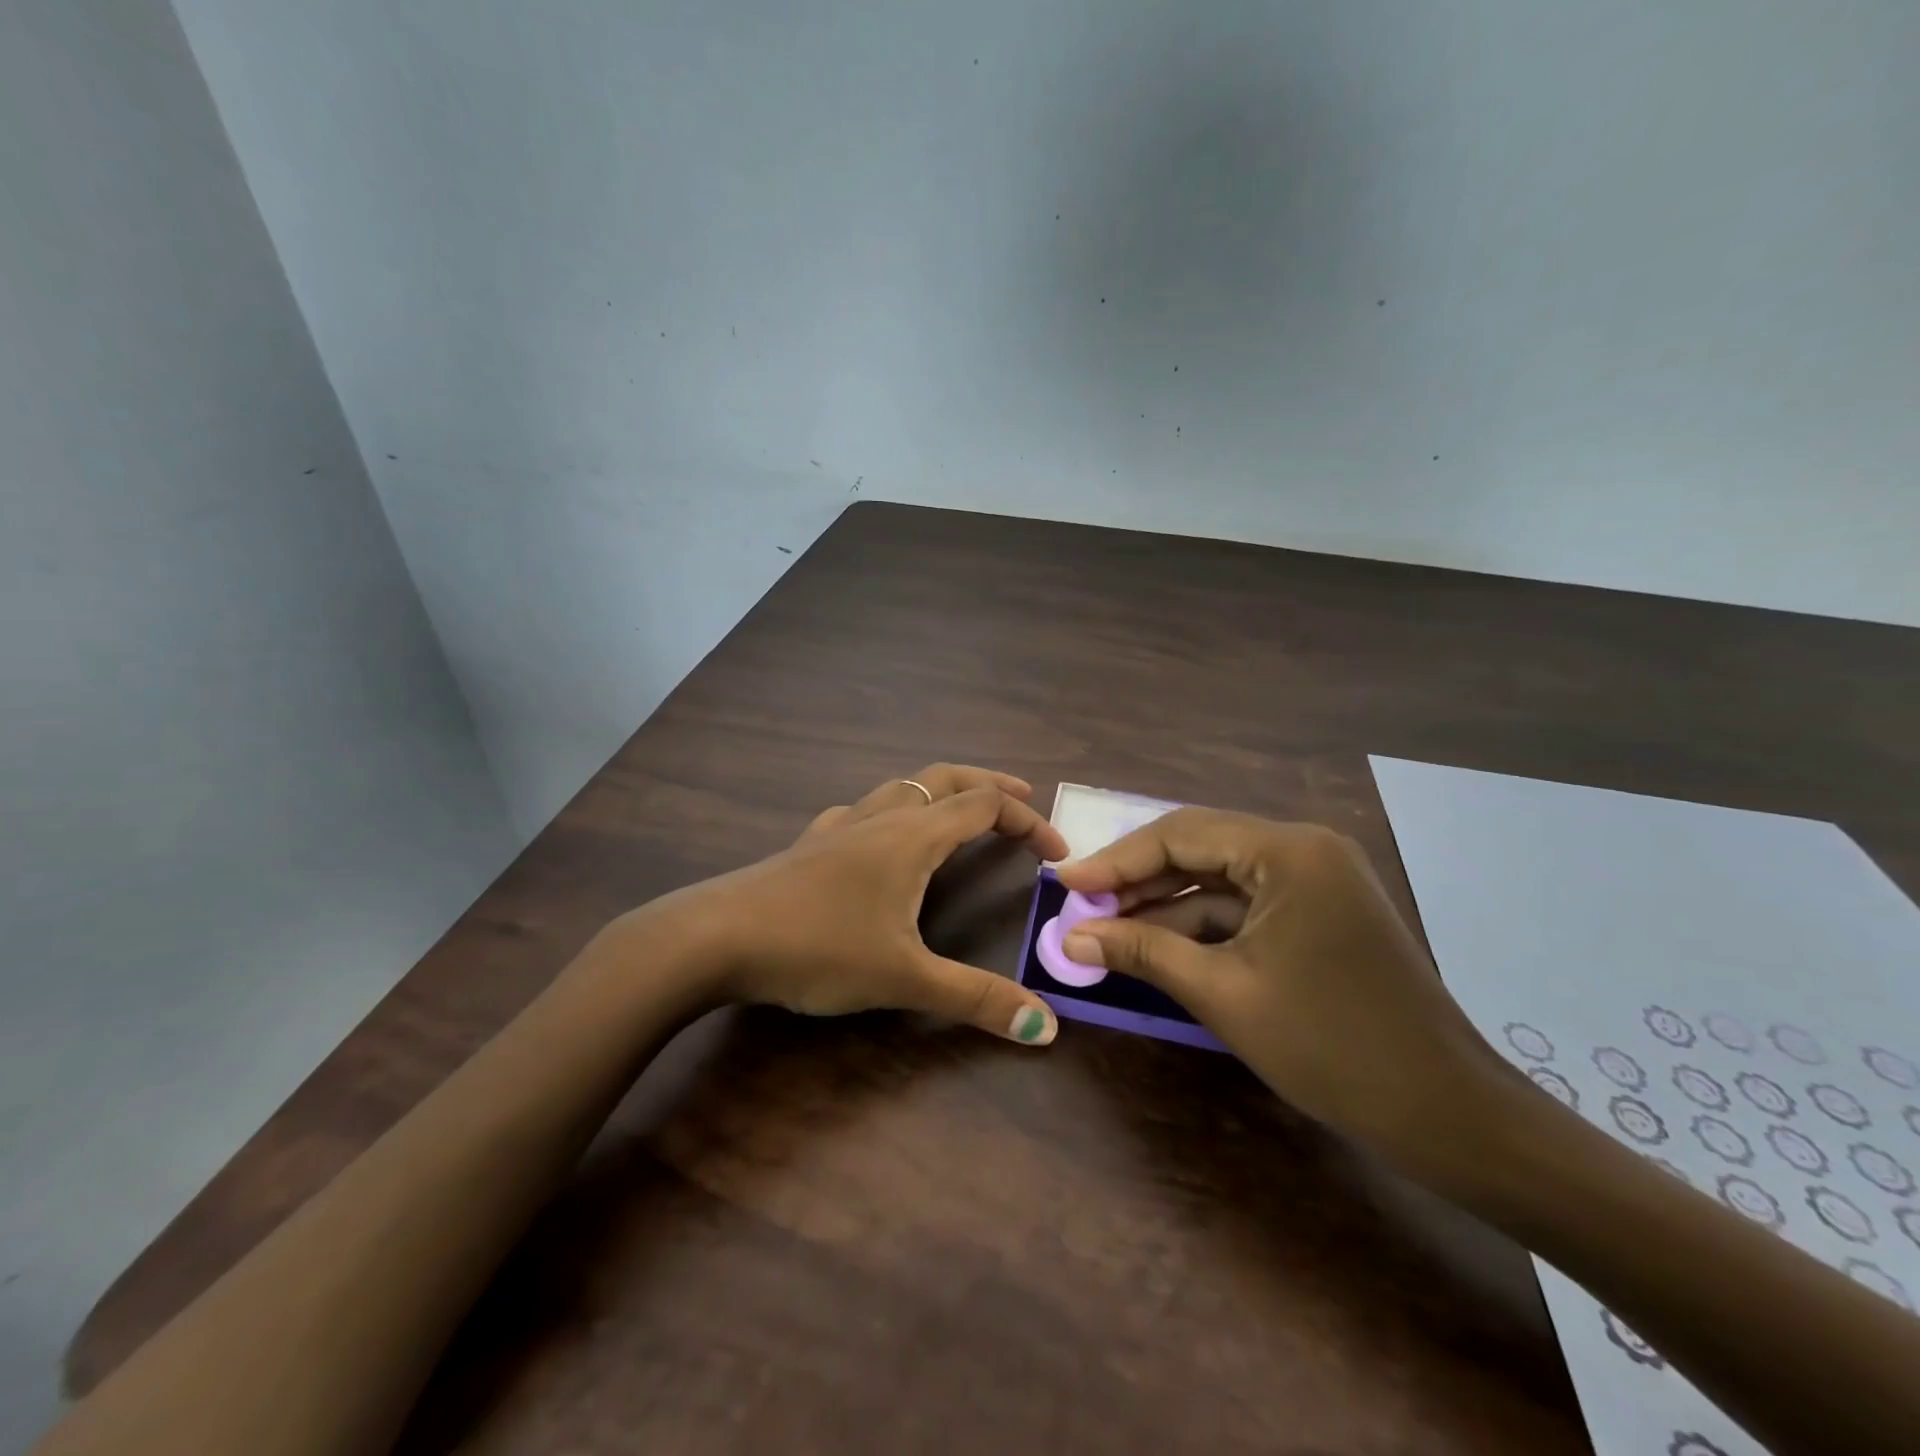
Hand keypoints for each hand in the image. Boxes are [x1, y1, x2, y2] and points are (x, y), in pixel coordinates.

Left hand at [663, 765, 1069, 1043]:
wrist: (714, 937)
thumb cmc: (816, 948)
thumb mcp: (903, 978)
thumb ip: (975, 999)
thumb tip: (1046, 1026)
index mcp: (912, 836)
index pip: (985, 806)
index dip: (1028, 821)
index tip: (1055, 854)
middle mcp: (880, 817)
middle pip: (946, 778)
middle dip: (990, 784)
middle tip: (1023, 799)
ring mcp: (840, 826)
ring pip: (902, 787)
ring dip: (941, 791)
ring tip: (960, 812)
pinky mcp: (810, 844)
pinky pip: (863, 810)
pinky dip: (892, 811)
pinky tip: (879, 838)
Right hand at [1053, 809, 1506, 1154]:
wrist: (1448, 1115)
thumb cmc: (1331, 1047)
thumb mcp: (1223, 995)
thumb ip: (1142, 953)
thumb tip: (1070, 939)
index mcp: (1288, 851)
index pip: (1180, 835)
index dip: (1115, 860)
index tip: (1064, 883)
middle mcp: (1303, 848)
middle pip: (1198, 848)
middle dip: (1137, 880)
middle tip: (1080, 906)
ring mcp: (1315, 879)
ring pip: (1219, 878)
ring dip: (1164, 904)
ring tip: (1106, 927)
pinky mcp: (1319, 910)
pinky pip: (1245, 904)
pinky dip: (1200, 924)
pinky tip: (1156, 944)